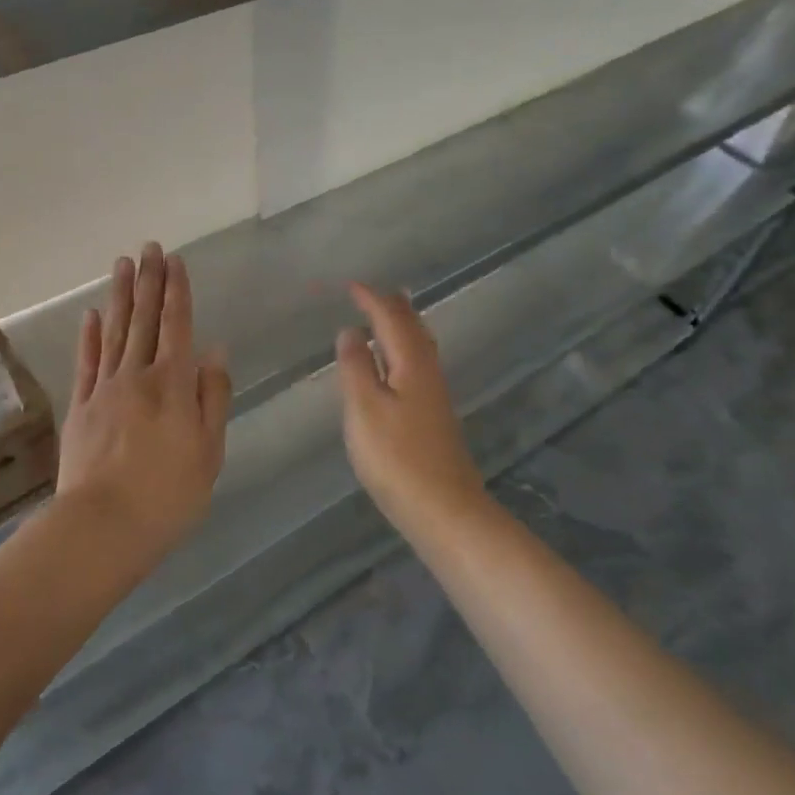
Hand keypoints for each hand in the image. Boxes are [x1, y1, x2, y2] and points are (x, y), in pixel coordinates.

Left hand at [56, 243, 230, 558]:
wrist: (103, 526)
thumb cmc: (169, 494)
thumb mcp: (209, 450)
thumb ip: (213, 396)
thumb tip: (214, 351)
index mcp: (173, 384)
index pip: (177, 325)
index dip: (176, 291)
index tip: (175, 260)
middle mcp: (137, 375)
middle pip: (143, 319)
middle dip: (148, 281)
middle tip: (148, 247)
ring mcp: (104, 389)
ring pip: (114, 332)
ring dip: (119, 296)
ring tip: (122, 264)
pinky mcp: (80, 407)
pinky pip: (86, 362)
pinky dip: (89, 336)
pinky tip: (91, 315)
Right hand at [335, 284, 482, 523]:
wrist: (444, 509)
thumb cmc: (397, 457)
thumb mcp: (365, 409)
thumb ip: (356, 367)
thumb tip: (351, 331)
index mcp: (411, 363)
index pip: (391, 318)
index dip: (370, 299)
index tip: (350, 285)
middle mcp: (428, 371)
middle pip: (412, 326)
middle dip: (391, 306)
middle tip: (369, 293)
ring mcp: (434, 394)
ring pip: (419, 345)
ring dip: (401, 324)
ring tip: (387, 313)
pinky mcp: (433, 414)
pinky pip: (418, 363)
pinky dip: (403, 348)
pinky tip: (395, 362)